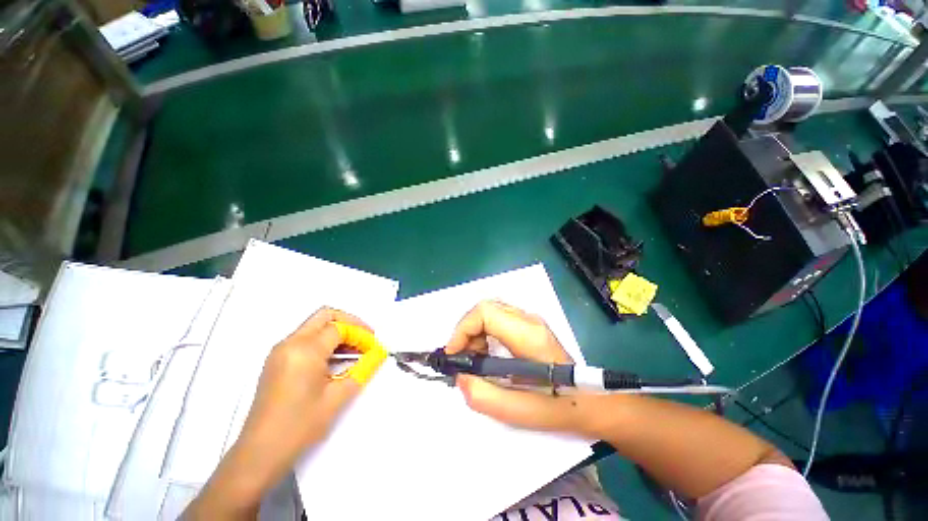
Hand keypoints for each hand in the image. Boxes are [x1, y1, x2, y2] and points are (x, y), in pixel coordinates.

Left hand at [186, 307, 373, 519]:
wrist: (260, 454)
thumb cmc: (300, 426)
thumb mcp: (338, 396)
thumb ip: (363, 369)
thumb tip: (379, 354)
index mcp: (305, 349)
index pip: (340, 328)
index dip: (361, 334)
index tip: (374, 348)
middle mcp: (290, 343)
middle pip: (325, 315)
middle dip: (350, 323)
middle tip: (365, 338)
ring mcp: (280, 351)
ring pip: (315, 325)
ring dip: (337, 332)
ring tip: (355, 351)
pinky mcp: (276, 360)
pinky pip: (305, 338)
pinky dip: (324, 341)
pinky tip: (336, 360)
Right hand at [445, 300, 583, 431]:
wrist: (589, 400)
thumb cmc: (558, 407)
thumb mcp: (519, 411)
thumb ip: (483, 396)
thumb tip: (460, 376)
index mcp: (528, 335)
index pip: (485, 312)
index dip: (463, 329)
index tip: (454, 354)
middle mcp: (529, 319)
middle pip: (486, 308)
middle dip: (467, 331)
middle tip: (464, 358)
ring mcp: (530, 320)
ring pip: (491, 311)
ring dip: (475, 332)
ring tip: (475, 360)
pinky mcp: (529, 326)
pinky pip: (498, 318)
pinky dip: (484, 333)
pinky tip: (487, 355)